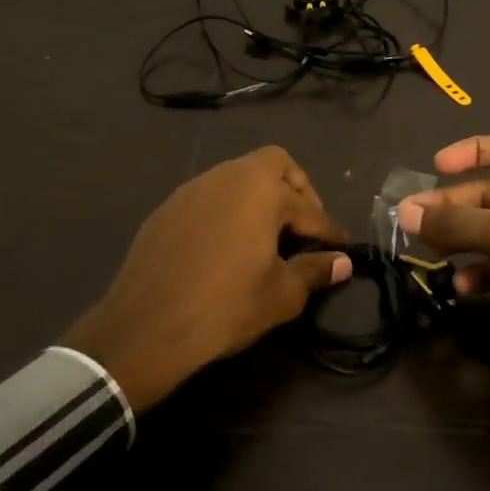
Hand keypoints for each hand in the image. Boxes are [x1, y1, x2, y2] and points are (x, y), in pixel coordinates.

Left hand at [61, 146, 350, 412]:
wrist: (146, 327)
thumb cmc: (226, 306)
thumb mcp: (281, 295)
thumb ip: (315, 271)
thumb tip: (343, 262)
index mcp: (261, 191)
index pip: (308, 208)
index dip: (328, 229)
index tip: (341, 247)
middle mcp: (228, 177)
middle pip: (274, 163)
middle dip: (296, 189)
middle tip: (303, 225)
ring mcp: (193, 189)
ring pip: (237, 176)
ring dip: (259, 196)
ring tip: (268, 234)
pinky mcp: (167, 208)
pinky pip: (209, 197)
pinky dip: (228, 210)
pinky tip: (227, 244)